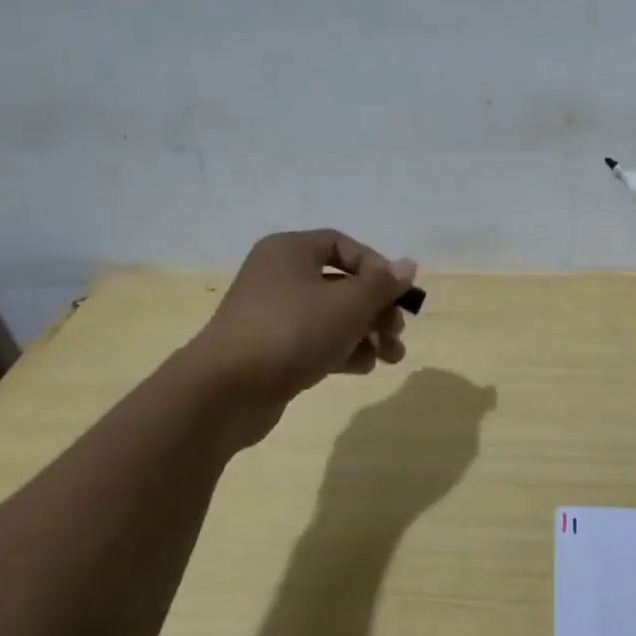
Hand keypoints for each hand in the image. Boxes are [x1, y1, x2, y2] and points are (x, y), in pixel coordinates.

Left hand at [191, 229, 415, 446]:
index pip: (344, 245)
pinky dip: (343, 350)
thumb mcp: (348, 303)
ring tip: (392, 357)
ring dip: (367, 333)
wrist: (227, 390)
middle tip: (397, 332)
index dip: (377, 267)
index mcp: (290, 251)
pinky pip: (316, 341)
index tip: (398, 294)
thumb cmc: (292, 331)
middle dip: (377, 308)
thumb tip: (408, 265)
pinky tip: (365, 367)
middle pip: (342, 283)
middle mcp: (279, 276)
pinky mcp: (271, 349)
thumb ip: (383, 284)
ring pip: (332, 316)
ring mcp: (272, 315)